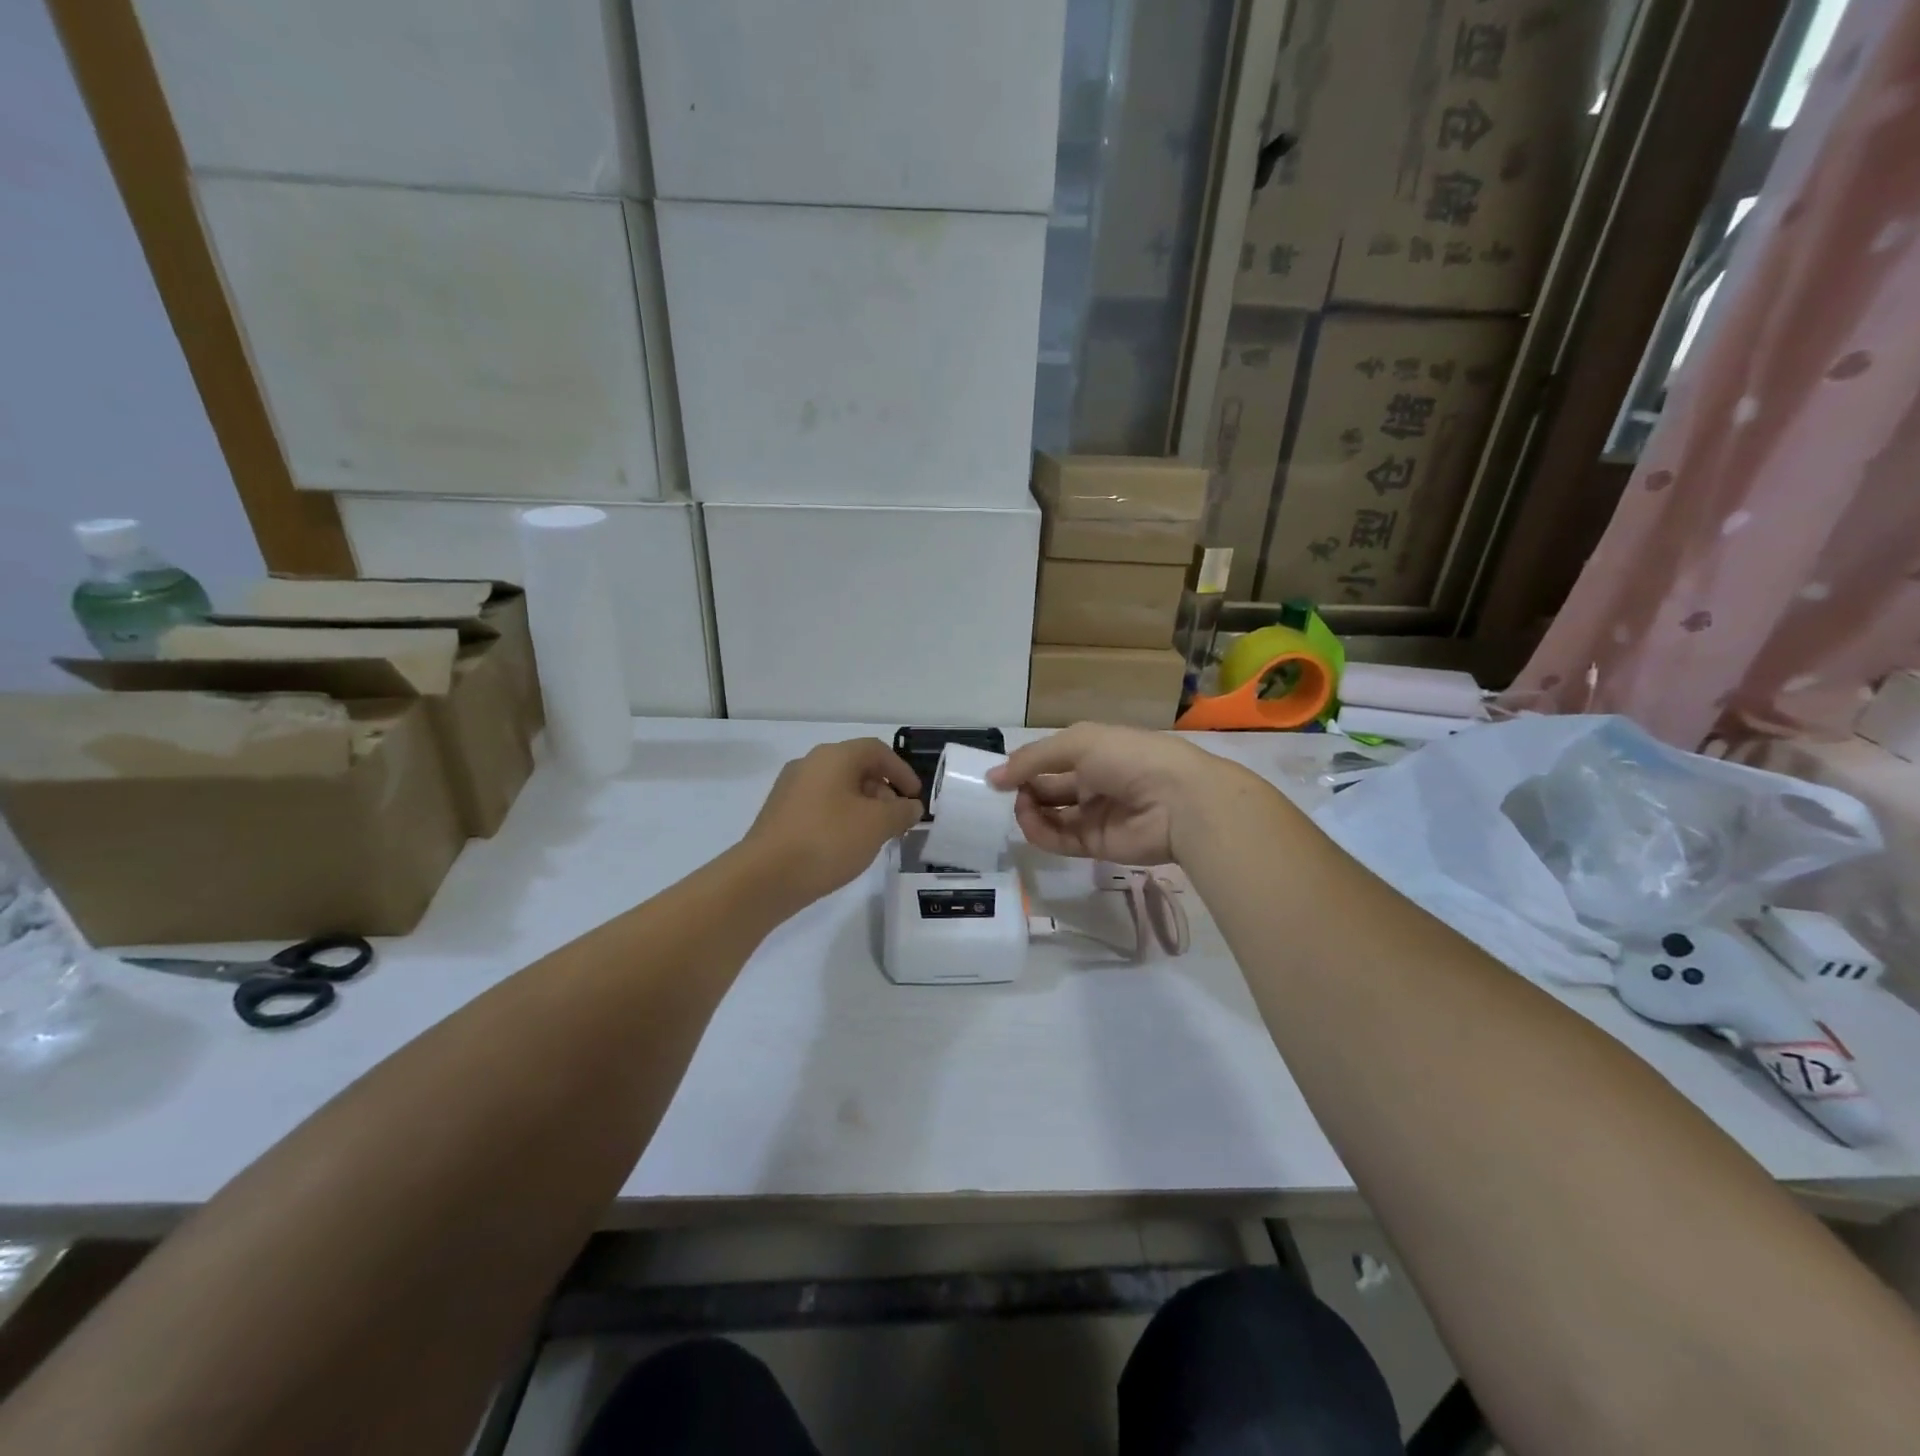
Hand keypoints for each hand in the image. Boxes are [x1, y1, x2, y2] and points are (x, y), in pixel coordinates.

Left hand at [743, 738, 924, 908]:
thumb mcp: (877, 825)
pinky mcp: (780, 814)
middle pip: (856, 767)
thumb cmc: (827, 841)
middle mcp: (809, 764)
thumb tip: (910, 806)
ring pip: (837, 788)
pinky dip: (841, 818)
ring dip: (863, 807)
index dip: (902, 771)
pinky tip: (847, 845)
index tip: (915, 798)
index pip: (876, 750)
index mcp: (833, 757)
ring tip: (875, 836)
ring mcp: (790, 789)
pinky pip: (820, 806)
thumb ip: (901, 811)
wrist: (765, 878)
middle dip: (883, 791)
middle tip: (897, 820)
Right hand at [988, 723, 1251, 865]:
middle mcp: (1093, 782)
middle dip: (1025, 789)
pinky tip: (1029, 823)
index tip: (998, 775)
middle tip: (1005, 793)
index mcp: (1094, 752)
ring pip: (1051, 816)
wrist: (1179, 801)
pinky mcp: (1097, 845)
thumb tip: (992, 777)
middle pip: (1048, 789)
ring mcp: (1095, 815)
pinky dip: (1041, 833)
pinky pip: (1061, 840)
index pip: (1051, 759)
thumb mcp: (1078, 744)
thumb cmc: (1129, 758)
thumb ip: (1033, 759)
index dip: (1025, 766)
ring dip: (1029, 812)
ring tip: (1020, 807)